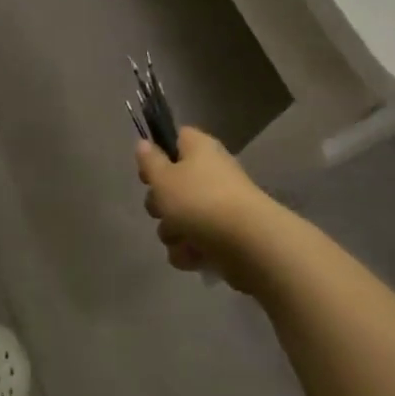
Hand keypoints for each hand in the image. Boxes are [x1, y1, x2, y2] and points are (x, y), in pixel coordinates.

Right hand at [137, 128, 281, 292]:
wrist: (250, 245)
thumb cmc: (200, 202)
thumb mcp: (163, 178)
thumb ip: (149, 162)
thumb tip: (144, 144)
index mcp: (199, 149)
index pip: (176, 139)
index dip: (158, 154)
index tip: (148, 174)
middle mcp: (212, 173)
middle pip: (174, 184)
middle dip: (161, 204)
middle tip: (162, 210)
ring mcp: (221, 206)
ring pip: (182, 217)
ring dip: (173, 232)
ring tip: (181, 239)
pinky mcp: (227, 237)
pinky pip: (197, 241)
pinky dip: (191, 251)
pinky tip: (194, 256)